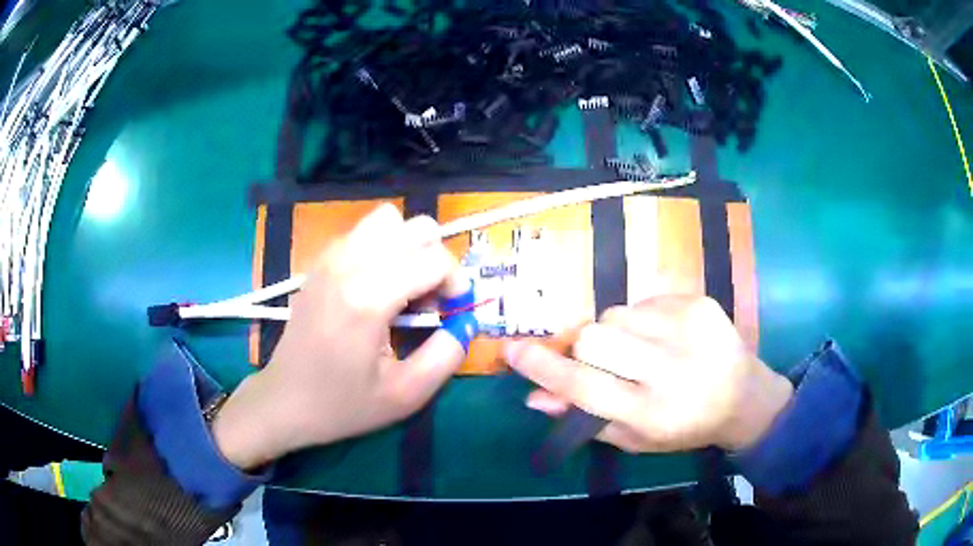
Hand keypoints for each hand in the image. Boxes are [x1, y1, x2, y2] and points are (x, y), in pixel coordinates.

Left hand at [212, 204, 467, 468]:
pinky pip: (363, 232)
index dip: (456, 283)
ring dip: (408, 247)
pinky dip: (383, 248)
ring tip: (404, 287)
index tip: (451, 313)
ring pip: (388, 218)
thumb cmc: (343, 404)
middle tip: (429, 299)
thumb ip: (448, 354)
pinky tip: (377, 286)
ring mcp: (330, 258)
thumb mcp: (406, 395)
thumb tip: (467, 321)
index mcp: (369, 298)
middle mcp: (349, 265)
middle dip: (436, 259)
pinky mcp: (320, 261)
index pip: (435, 259)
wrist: (285, 400)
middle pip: (416, 227)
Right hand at [506, 295, 793, 452]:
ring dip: (614, 331)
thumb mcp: (634, 437)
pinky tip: (665, 336)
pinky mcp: (698, 302)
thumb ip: (584, 417)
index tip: (512, 350)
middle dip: (583, 345)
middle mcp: (669, 368)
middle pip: (594, 336)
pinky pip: (644, 300)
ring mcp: (687, 329)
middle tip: (599, 358)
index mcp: (651, 411)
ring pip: (615, 313)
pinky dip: (642, 319)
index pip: (584, 385)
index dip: (543, 368)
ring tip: (640, 348)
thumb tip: (535, 396)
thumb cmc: (683, 426)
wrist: (743, 396)